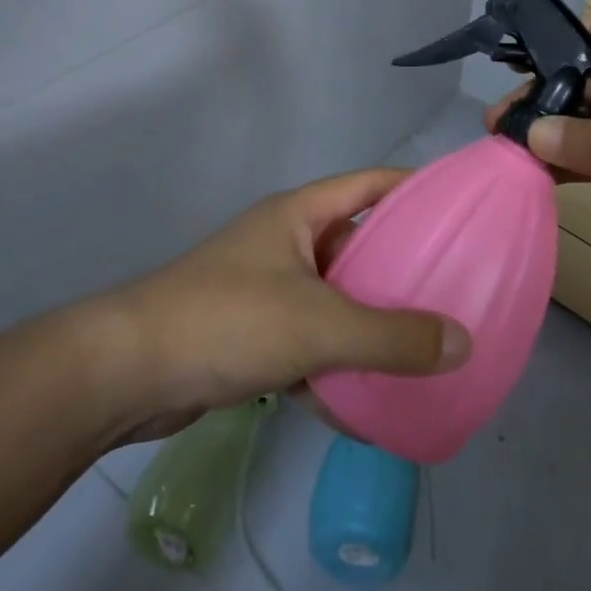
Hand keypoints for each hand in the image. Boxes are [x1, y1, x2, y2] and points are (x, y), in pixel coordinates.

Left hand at [100, 169, 471, 437]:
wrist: (126, 373)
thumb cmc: (228, 320)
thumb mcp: (319, 325)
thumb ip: (392, 337)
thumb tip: (464, 344)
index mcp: (298, 215)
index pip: (369, 184)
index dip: (413, 188)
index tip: (458, 208)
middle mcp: (284, 243)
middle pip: (356, 245)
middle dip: (400, 268)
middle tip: (452, 289)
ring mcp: (265, 289)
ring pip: (334, 300)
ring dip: (369, 324)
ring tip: (421, 349)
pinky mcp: (250, 335)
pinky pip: (308, 344)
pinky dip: (333, 368)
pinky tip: (363, 407)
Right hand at [487, 11, 590, 290]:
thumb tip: (531, 132)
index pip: (590, 33)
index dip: (545, 44)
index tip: (504, 73)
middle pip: (584, 80)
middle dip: (541, 99)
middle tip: (497, 130)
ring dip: (556, 135)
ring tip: (508, 154)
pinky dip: (580, 163)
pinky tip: (547, 177)